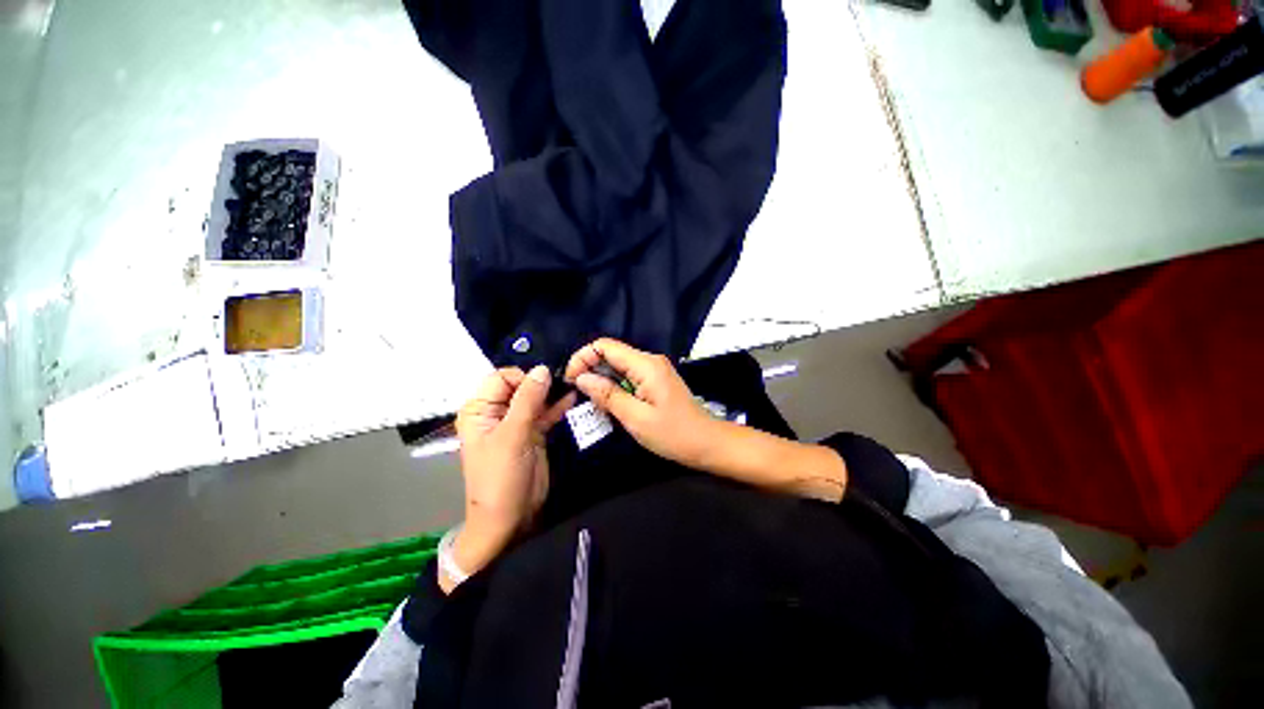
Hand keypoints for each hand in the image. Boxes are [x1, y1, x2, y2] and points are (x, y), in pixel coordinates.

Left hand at [448, 365, 574, 590]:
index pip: (502, 378)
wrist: (511, 519)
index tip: (546, 382)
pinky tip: (572, 398)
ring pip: (536, 398)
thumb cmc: (500, 477)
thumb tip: (542, 369)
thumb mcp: (512, 436)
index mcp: (480, 410)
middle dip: (541, 382)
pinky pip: (547, 412)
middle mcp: (497, 412)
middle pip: (521, 385)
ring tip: (573, 384)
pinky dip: (558, 405)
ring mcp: (517, 422)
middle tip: (566, 378)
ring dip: (552, 392)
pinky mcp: (534, 433)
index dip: (524, 377)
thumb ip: (527, 400)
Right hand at [564, 338, 718, 467]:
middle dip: (590, 368)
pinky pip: (628, 375)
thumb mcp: (636, 418)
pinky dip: (614, 385)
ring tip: (589, 400)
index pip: (606, 346)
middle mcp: (649, 360)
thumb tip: (581, 378)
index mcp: (645, 365)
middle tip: (576, 393)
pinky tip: (608, 402)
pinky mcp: (655, 380)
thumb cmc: (673, 434)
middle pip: (611, 353)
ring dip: (601, 378)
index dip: (583, 357)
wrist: (707, 443)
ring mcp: (654, 369)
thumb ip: (608, 395)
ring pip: (618, 365)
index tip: (570, 380)